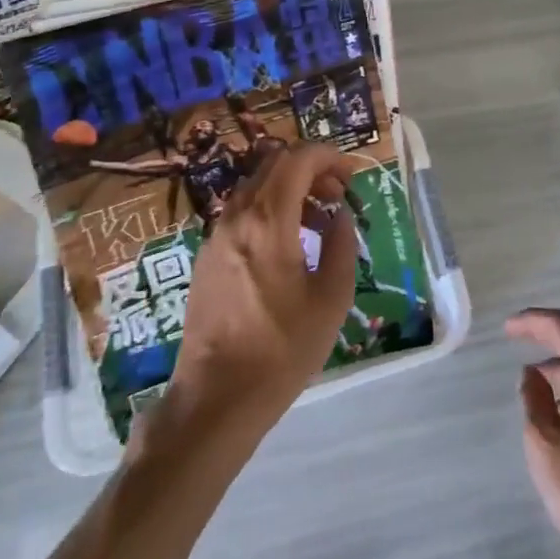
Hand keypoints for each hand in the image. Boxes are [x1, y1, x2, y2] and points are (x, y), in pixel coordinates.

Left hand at [151, 143, 359, 447]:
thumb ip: (341, 245)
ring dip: (290, 189)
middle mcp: (237, 217)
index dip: (329, 157)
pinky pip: (242, 212)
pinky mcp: (207, 257)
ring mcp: (216, 236)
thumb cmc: (281, 350)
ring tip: (318, 222)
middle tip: (338, 195)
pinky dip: (270, 210)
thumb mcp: (331, 299)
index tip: (352, 175)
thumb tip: (340, 215)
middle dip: (311, 169)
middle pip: (274, 165)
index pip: (298, 160)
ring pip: (256, 187)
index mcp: (268, 221)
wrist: (215, 400)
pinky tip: (288, 245)